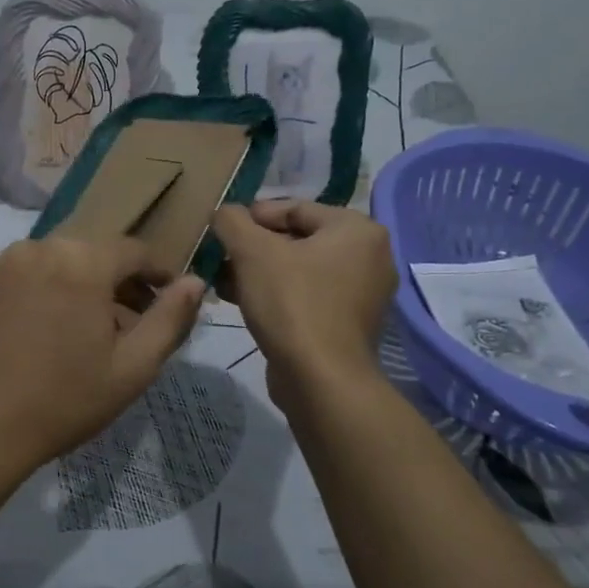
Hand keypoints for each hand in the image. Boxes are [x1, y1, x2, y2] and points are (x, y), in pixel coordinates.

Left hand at [0, 236, 205, 481]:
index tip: (170, 298)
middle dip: (117, 283)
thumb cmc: (63, 400)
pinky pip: (22, 278)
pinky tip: (42, 335)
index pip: (134, 251)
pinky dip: (42, 294)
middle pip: (92, 254)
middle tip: (130, 325)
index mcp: (81, 260)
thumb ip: (170, 318)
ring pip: (55, 265)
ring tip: (85, 333)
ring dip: (79, 287)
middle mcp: (38, 248)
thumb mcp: (132, 367)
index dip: (158, 272)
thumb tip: (195, 281)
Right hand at [211, 200, 396, 401]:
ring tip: (223, 281)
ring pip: (299, 270)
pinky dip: (276, 295)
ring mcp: (361, 294)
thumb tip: (225, 212)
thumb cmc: (291, 302)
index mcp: (357, 230)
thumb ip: (233, 222)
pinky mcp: (347, 324)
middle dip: (253, 248)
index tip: (222, 230)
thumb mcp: (252, 252)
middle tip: (219, 257)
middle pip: (297, 239)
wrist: (320, 379)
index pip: (295, 208)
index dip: (253, 216)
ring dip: (258, 272)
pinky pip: (306, 296)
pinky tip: (241, 301)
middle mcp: (369, 257)